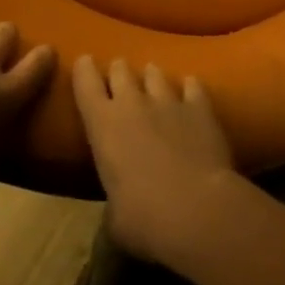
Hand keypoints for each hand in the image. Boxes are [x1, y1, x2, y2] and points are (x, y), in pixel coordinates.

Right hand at [72, 56, 237, 265]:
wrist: (198, 210)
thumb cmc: (144, 219)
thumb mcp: (115, 221)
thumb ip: (112, 208)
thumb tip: (114, 223)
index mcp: (102, 124)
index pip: (85, 82)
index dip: (83, 69)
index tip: (84, 62)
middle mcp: (132, 103)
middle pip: (120, 70)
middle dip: (118, 71)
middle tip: (119, 77)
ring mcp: (168, 101)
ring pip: (155, 73)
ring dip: (151, 76)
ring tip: (153, 79)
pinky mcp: (200, 107)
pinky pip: (192, 85)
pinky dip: (189, 87)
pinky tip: (190, 90)